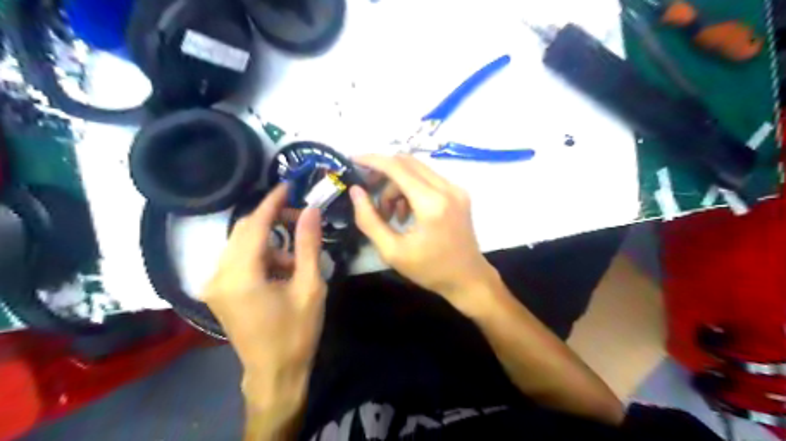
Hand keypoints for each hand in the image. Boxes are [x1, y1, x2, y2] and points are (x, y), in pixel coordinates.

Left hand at [202, 185, 328, 415]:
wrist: (275, 372)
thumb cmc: (297, 332)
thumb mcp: (310, 286)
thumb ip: (309, 244)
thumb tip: (311, 210)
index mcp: (241, 276)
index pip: (255, 225)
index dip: (272, 202)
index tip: (288, 185)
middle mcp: (219, 275)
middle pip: (243, 230)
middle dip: (272, 220)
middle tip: (301, 220)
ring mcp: (214, 284)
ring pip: (241, 244)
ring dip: (269, 242)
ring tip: (295, 261)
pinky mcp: (218, 291)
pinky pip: (238, 259)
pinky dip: (260, 256)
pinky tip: (279, 272)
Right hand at [348, 156, 491, 306]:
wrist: (468, 278)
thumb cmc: (430, 270)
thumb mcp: (392, 251)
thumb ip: (369, 220)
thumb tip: (356, 192)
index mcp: (431, 203)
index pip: (397, 167)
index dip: (372, 160)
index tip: (353, 160)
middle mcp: (446, 188)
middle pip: (407, 163)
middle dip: (383, 172)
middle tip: (367, 190)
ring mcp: (456, 189)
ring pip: (417, 170)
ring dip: (397, 185)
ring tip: (389, 214)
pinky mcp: (459, 193)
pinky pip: (428, 179)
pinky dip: (411, 189)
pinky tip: (407, 213)